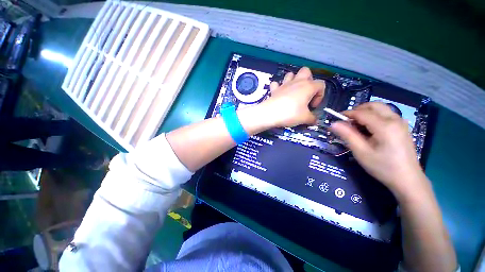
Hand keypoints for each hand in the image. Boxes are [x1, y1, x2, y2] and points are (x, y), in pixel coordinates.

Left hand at [259, 67, 324, 127]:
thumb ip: (312, 119)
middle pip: (306, 71)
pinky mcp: (274, 89)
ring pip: (290, 74)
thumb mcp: (305, 118)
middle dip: (308, 80)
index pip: (321, 85)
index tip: (312, 106)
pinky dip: (278, 87)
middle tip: (305, 94)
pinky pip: (276, 84)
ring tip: (293, 92)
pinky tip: (279, 94)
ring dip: (293, 81)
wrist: (270, 114)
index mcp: (308, 86)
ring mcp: (284, 84)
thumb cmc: (290, 114)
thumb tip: (315, 121)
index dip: (320, 96)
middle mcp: (297, 82)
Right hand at [330, 102, 428, 196]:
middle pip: (374, 105)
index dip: (347, 114)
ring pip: (381, 108)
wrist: (407, 180)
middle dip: (358, 109)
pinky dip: (374, 116)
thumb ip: (347, 135)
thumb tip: (333, 123)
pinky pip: (386, 114)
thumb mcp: (361, 152)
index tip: (336, 119)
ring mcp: (401, 123)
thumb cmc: (383, 167)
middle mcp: (395, 119)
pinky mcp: (403, 127)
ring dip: (366, 112)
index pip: (362, 113)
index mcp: (385, 126)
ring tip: (357, 126)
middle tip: (348, 121)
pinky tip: (370, 129)